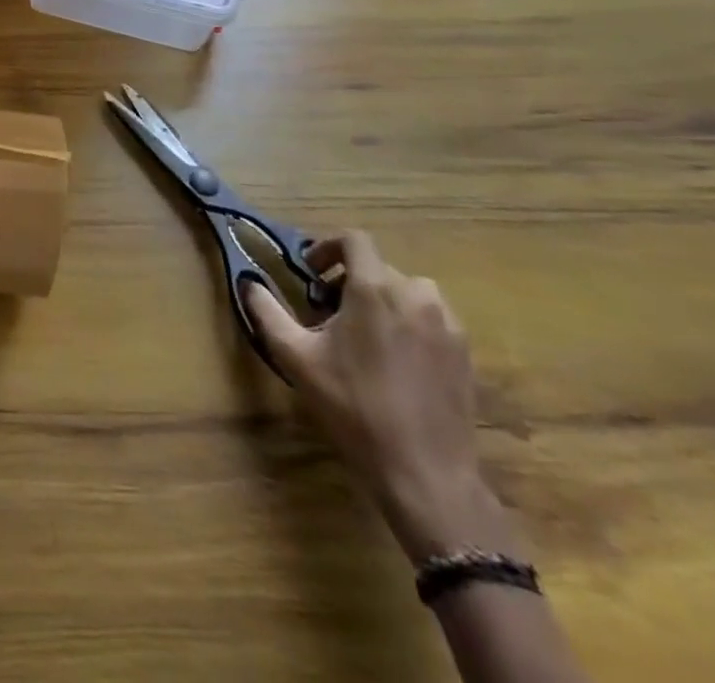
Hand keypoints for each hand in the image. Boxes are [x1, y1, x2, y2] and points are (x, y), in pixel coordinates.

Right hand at [243, 231, 511, 563]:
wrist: (425, 473)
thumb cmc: (353, 407)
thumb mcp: (296, 357)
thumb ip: (267, 311)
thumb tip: (248, 283)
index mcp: (374, 289)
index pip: (355, 240)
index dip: (328, 247)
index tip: (312, 273)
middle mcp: (415, 296)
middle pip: (378, 268)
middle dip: (349, 282)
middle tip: (328, 315)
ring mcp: (447, 325)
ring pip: (408, 292)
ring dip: (381, 301)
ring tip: (363, 335)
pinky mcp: (465, 353)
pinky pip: (431, 319)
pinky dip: (408, 323)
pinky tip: (394, 361)